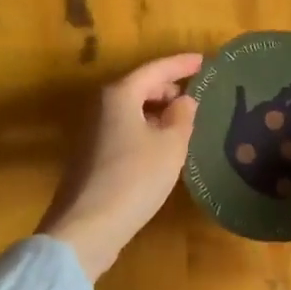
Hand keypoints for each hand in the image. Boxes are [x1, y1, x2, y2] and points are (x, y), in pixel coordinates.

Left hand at [37, 52, 202, 280]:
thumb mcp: (171, 146)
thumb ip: (182, 117)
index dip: (182, 64)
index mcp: (120, 95)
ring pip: (131, 110)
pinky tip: (161, 147)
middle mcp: (101, 106)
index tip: (203, 60)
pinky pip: (125, 129)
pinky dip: (145, 129)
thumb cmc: (134, 178)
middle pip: (140, 87)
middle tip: (196, 96)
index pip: (156, 69)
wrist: (86, 228)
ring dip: (157, 111)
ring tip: (183, 122)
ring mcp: (92, 132)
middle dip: (169, 88)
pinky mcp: (91, 157)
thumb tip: (184, 101)